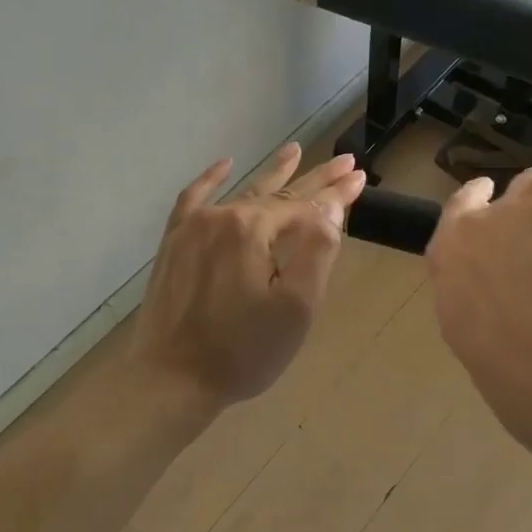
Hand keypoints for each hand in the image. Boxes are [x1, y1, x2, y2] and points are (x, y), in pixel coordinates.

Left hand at [134, 143, 366, 408]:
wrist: (172, 379)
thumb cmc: (244, 351)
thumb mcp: (296, 307)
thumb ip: (317, 249)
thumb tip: (330, 205)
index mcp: (254, 230)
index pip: (306, 204)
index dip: (336, 193)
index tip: (360, 177)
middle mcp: (224, 216)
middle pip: (278, 193)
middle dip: (314, 178)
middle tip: (344, 161)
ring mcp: (194, 228)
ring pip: (243, 192)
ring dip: (273, 174)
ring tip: (295, 151)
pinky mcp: (174, 243)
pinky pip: (194, 199)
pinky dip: (211, 180)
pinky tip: (226, 164)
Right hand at [427, 134, 531, 454]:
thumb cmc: (504, 363)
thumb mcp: (464, 326)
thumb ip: (467, 291)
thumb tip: (481, 287)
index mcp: (446, 254)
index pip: (458, 214)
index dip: (476, 209)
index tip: (488, 209)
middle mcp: (475, 223)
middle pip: (500, 200)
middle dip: (518, 210)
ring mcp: (516, 206)